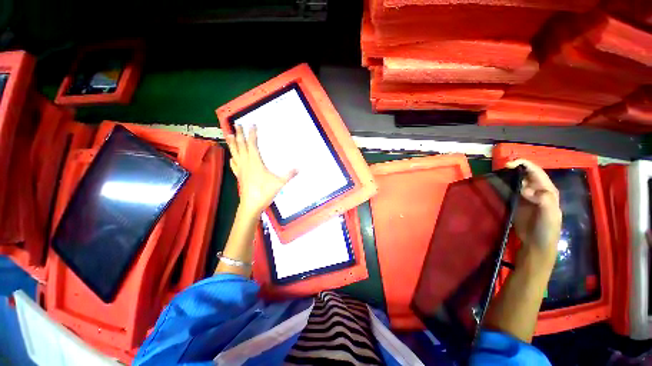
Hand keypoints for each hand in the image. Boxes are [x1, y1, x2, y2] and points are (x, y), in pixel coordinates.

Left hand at [225, 125, 296, 216]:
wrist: (251, 205)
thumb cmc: (264, 192)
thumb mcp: (279, 183)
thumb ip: (289, 175)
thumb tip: (300, 168)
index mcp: (255, 162)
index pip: (252, 144)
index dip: (252, 134)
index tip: (252, 124)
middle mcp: (246, 163)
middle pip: (241, 146)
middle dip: (238, 134)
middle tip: (236, 124)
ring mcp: (241, 170)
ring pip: (235, 153)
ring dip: (232, 144)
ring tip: (228, 135)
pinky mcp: (239, 176)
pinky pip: (234, 165)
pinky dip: (233, 159)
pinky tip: (232, 158)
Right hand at [506, 159, 561, 269]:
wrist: (536, 245)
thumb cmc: (546, 230)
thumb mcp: (550, 216)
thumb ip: (544, 200)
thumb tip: (526, 188)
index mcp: (547, 191)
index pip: (536, 172)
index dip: (524, 165)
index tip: (508, 165)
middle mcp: (536, 191)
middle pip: (525, 175)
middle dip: (514, 169)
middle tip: (499, 169)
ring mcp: (525, 197)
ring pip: (516, 182)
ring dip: (507, 177)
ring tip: (495, 175)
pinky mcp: (516, 203)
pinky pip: (509, 191)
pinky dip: (502, 186)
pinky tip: (495, 186)